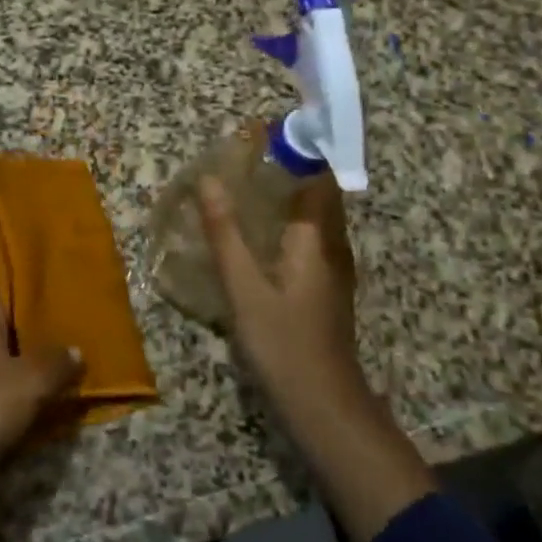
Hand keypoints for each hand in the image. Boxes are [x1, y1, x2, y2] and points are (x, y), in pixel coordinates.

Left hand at [0, 250, 82, 541]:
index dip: (8, 237)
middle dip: (24, 277)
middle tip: (61, 268)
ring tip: (57, 307)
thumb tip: (76, 349)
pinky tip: (37, 352)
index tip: (36, 226)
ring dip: (20, 312)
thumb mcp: (28, 385)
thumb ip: (56, 362)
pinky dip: (12, 341)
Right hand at [198, 172, 364, 421]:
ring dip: (288, 195)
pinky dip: (287, 222)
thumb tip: (208, 180)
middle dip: (289, 169)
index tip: (262, 133)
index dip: (297, 150)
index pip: (318, 177)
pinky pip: (310, 239)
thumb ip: (226, 233)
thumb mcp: (245, 288)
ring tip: (247, 184)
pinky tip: (259, 233)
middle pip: (319, 194)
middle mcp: (332, 247)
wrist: (324, 407)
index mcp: (317, 239)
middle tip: (245, 156)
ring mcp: (332, 270)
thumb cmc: (284, 343)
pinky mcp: (325, 289)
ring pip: (315, 218)